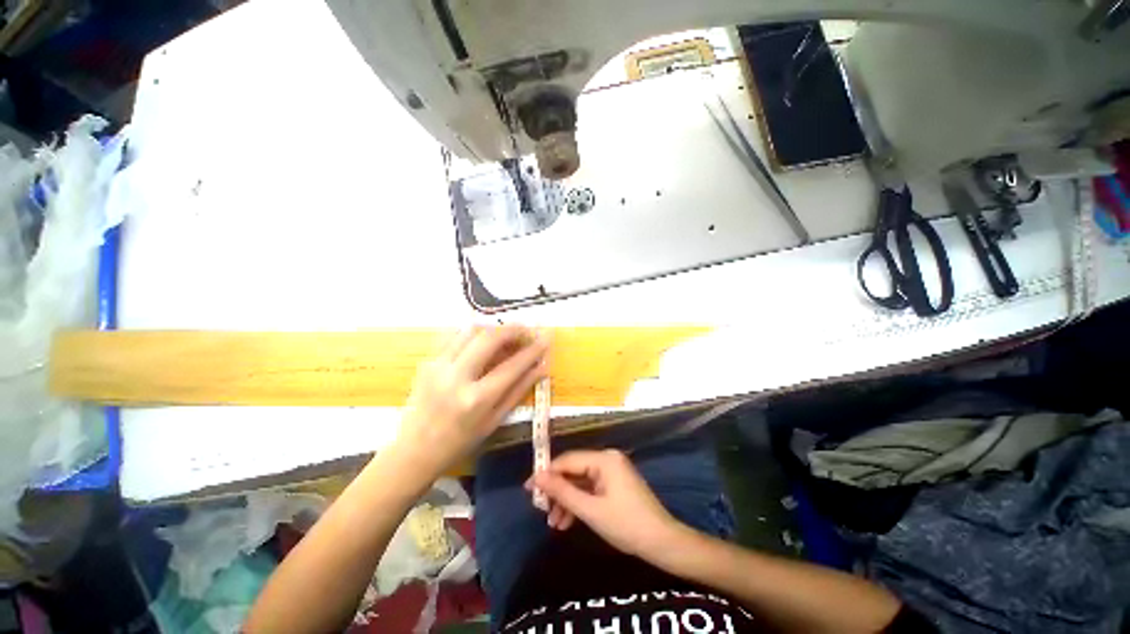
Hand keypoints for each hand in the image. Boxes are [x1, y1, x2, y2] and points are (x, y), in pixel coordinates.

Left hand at [395, 325, 548, 480]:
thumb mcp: (494, 421)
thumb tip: (542, 368)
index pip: (512, 366)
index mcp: (476, 399)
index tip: (546, 339)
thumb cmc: (460, 442)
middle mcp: (456, 377)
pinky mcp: (428, 361)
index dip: (532, 350)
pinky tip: (482, 339)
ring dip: (493, 328)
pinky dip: (472, 332)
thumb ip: (519, 391)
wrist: (414, 450)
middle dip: (512, 329)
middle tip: (526, 331)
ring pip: (470, 330)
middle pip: (489, 338)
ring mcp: (438, 366)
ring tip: (506, 335)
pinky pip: (453, 335)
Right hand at [529, 449, 681, 558]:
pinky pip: (591, 489)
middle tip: (542, 510)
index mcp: (604, 459)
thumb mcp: (590, 510)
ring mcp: (612, 471)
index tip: (528, 489)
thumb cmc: (626, 525)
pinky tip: (567, 522)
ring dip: (567, 501)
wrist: (662, 542)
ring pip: (581, 482)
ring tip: (554, 523)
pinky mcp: (615, 484)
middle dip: (558, 491)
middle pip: (574, 470)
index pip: (567, 460)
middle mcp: (607, 459)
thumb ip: (562, 492)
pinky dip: (579, 503)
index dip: (546, 474)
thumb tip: (537, 477)